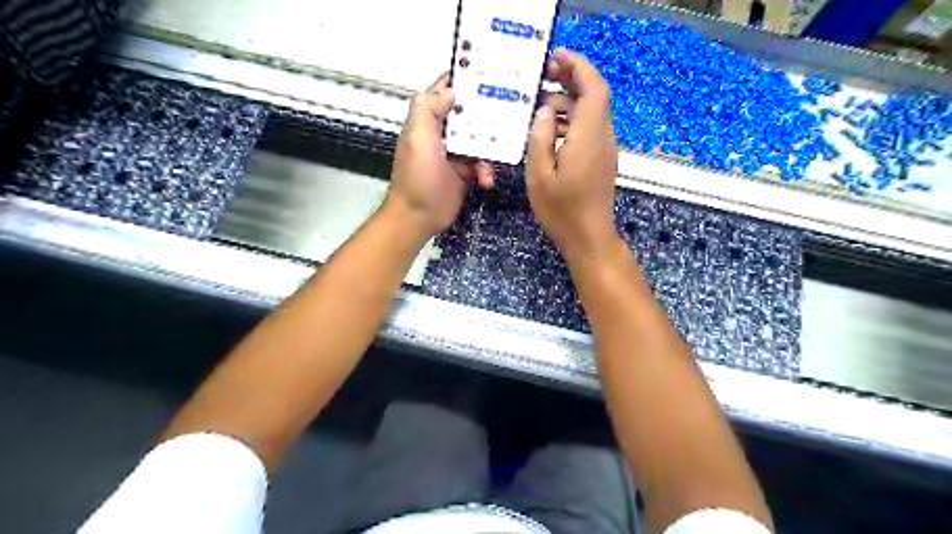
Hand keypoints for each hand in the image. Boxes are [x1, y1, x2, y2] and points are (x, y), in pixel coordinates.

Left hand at [385, 72, 494, 236]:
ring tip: (493, 158)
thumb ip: (429, 109)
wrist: (419, 216)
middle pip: (470, 112)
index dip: (465, 77)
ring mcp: (456, 152)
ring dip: (490, 148)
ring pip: (481, 139)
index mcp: (428, 118)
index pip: (446, 89)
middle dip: (488, 112)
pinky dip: (487, 171)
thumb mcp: (418, 138)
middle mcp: (444, 131)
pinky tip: (486, 180)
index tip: (490, 69)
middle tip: (512, 109)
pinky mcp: (466, 171)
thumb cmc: (417, 177)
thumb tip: (451, 89)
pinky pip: (483, 163)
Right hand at [525, 49, 621, 259]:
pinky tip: (551, 129)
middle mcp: (602, 137)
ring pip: (592, 111)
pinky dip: (573, 119)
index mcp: (588, 137)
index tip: (557, 57)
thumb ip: (540, 138)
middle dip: (573, 78)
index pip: (593, 88)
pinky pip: (590, 128)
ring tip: (541, 102)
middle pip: (595, 95)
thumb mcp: (540, 175)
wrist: (588, 237)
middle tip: (545, 74)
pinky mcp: (602, 159)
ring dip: (570, 100)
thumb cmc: (561, 210)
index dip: (579, 66)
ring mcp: (605, 148)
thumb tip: (545, 111)